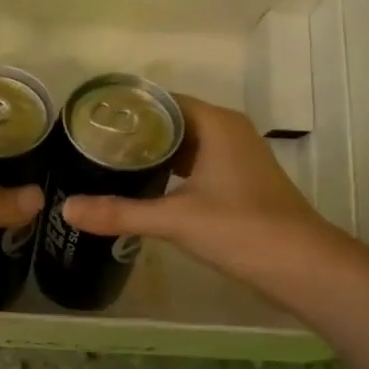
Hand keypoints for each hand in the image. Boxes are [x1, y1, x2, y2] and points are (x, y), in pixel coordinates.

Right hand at [58, 95, 338, 287]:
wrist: (302, 266)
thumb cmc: (241, 230)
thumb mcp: (175, 219)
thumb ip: (120, 212)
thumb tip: (66, 208)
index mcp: (217, 125)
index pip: (163, 101)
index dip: (128, 110)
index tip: (92, 121)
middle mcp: (228, 133)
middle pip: (173, 122)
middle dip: (135, 134)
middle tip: (91, 146)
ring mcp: (237, 160)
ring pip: (186, 147)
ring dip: (153, 155)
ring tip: (108, 165)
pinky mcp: (240, 185)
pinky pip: (196, 167)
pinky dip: (170, 174)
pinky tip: (144, 190)